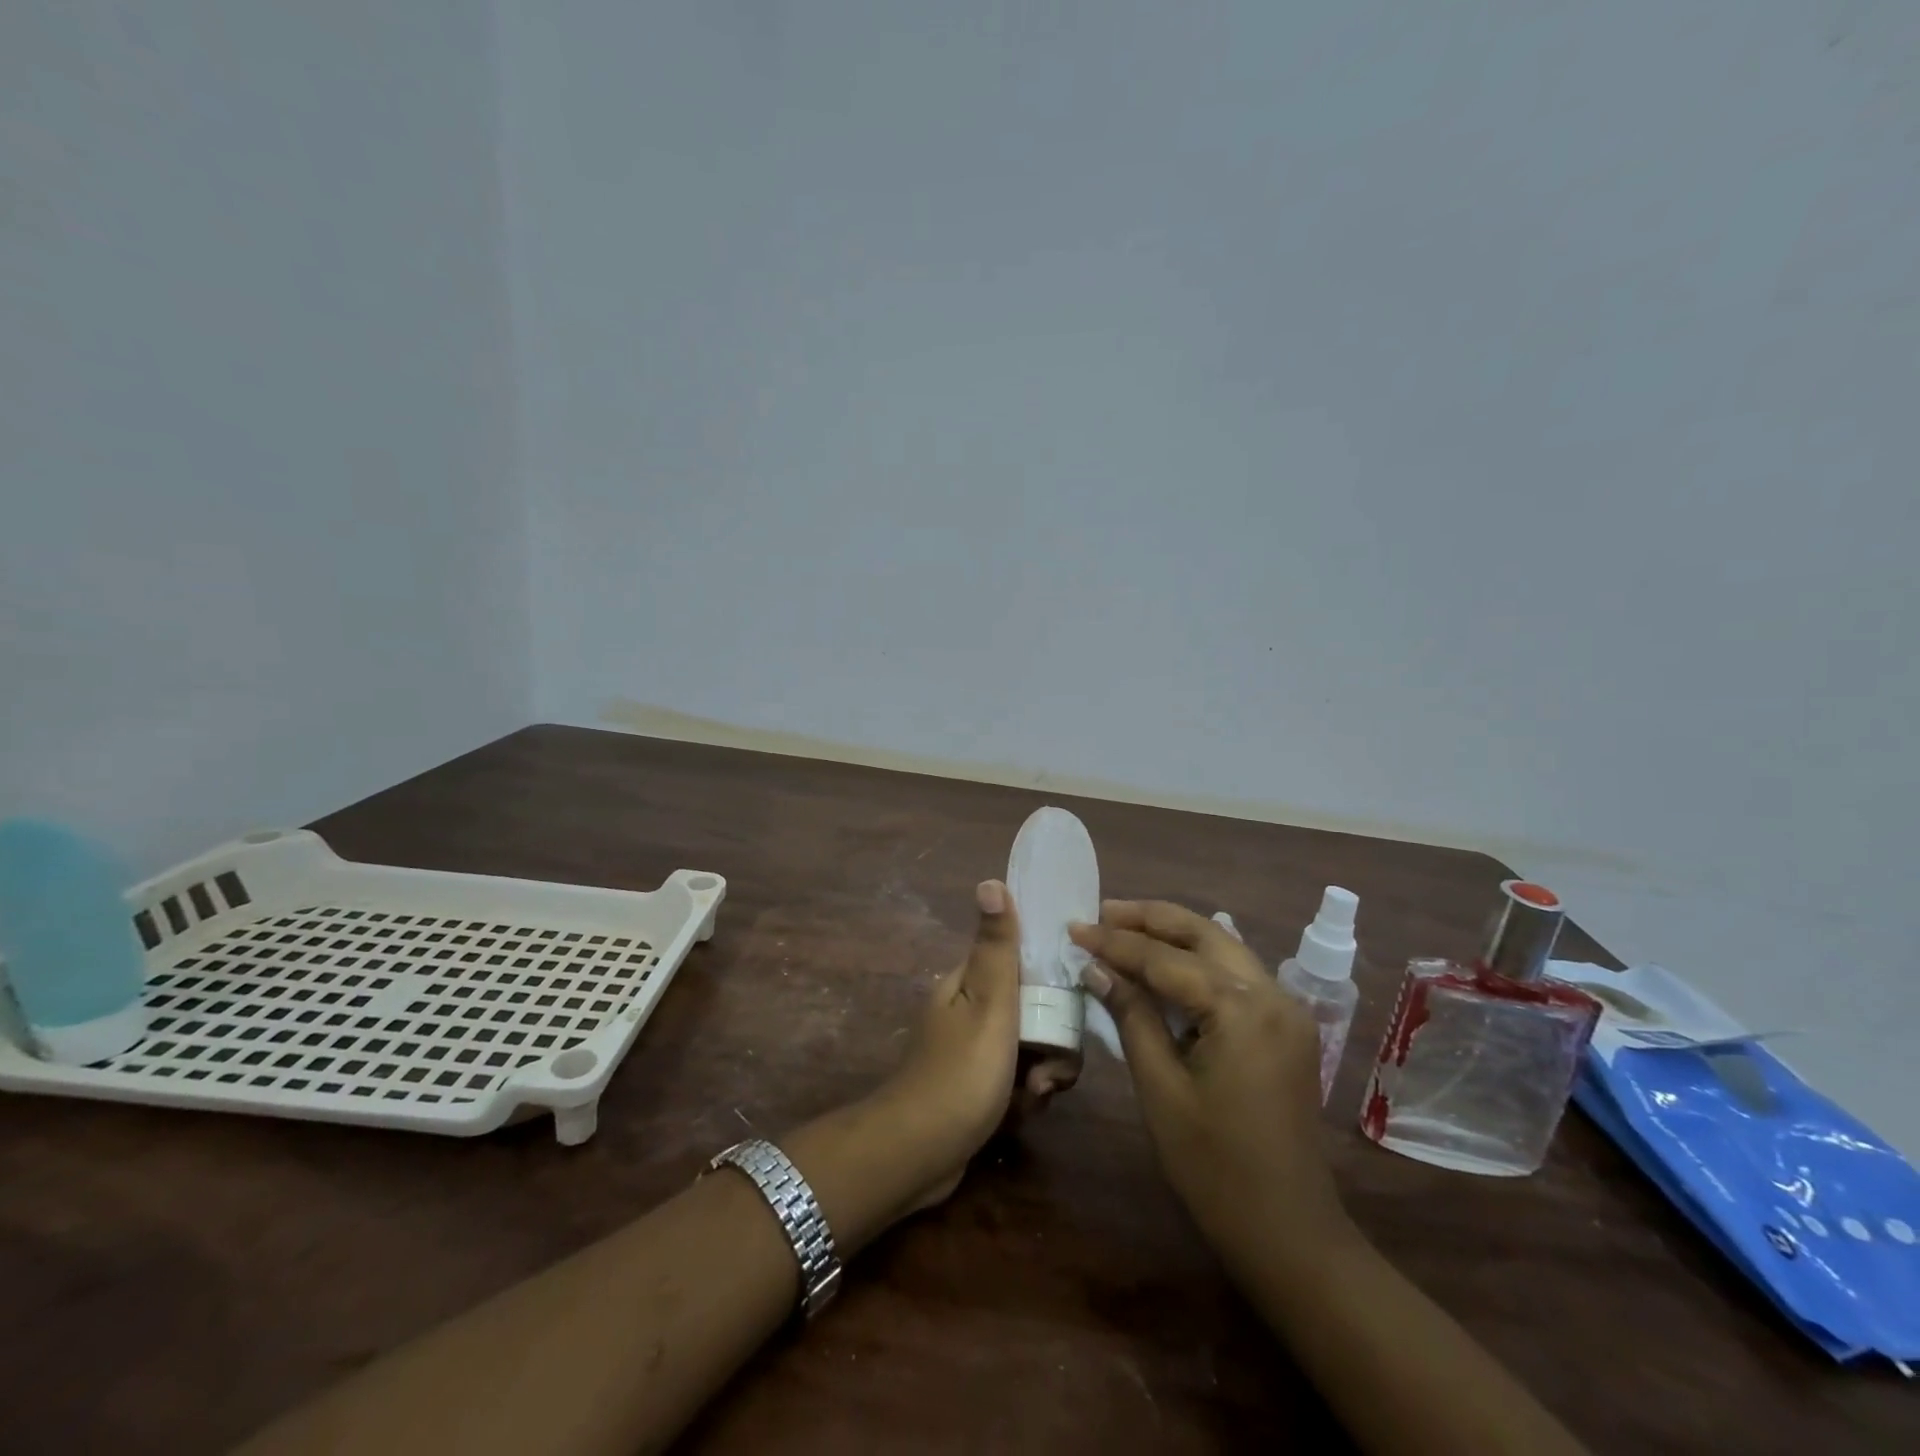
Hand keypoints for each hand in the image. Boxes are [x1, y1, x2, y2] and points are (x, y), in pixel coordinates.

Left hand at [867, 879, 1029, 1210]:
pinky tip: (1020, 1113)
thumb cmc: (960, 1074)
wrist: (918, 1154)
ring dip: (1041, 1072)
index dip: (1052, 980)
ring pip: (1030, 1047)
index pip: (1023, 962)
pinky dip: (1023, 1095)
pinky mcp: (976, 1085)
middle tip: (1048, 1072)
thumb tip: (990, 881)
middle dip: (1051, 1041)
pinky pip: (1015, 1079)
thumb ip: (997, 947)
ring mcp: (972, 1049)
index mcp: (968, 982)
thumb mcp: (988, 1004)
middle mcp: (969, 1008)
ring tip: (1034, 1095)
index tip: (1069, 1007)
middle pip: (1032, 1009)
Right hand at [1069, 900, 1352, 1275]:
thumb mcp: (1161, 1088)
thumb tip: (1096, 968)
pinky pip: (1237, 974)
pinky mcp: (1287, 1027)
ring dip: (1175, 934)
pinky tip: (1167, 962)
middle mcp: (1272, 994)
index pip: (1165, 959)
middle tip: (1102, 912)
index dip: (1114, 942)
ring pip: (1223, 947)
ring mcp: (1286, 1009)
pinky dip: (1198, 961)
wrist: (1289, 1231)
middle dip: (1150, 919)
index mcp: (1241, 1009)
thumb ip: (1131, 1017)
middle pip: (1203, 933)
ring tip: (1124, 927)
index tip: (1074, 926)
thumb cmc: (1214, 1166)